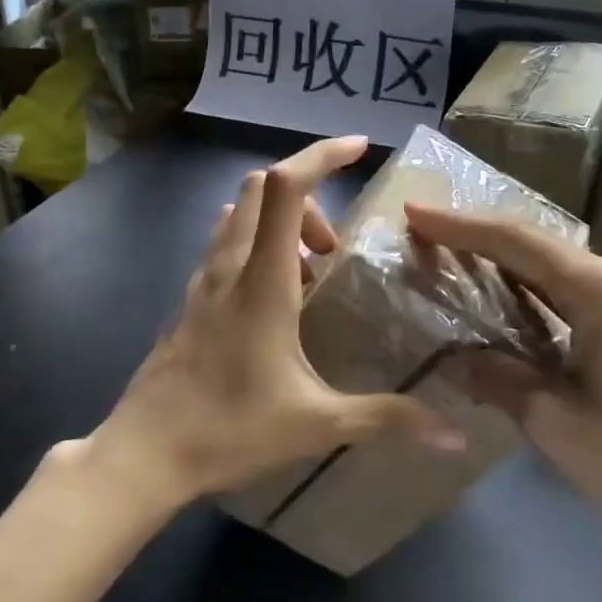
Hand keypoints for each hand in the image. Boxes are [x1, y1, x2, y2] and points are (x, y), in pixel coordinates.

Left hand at [86, 137, 463, 510]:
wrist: (144, 453)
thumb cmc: (229, 430)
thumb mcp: (317, 424)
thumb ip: (386, 418)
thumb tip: (456, 434)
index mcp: (261, 280)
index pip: (285, 188)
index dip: (322, 155)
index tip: (360, 148)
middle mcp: (228, 267)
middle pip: (258, 189)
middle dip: (307, 198)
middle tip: (334, 249)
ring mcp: (201, 284)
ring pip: (237, 216)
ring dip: (278, 223)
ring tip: (309, 274)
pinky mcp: (188, 303)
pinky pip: (223, 248)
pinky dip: (254, 248)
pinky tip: (274, 302)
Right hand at [406, 205, 601, 559]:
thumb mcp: (554, 420)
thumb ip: (497, 377)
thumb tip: (451, 356)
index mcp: (599, 292)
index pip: (516, 243)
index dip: (459, 227)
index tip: (413, 213)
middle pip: (531, 242)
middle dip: (473, 233)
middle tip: (420, 229)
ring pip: (544, 263)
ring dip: (494, 256)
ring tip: (442, 251)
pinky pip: (558, 290)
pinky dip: (517, 285)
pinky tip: (489, 292)